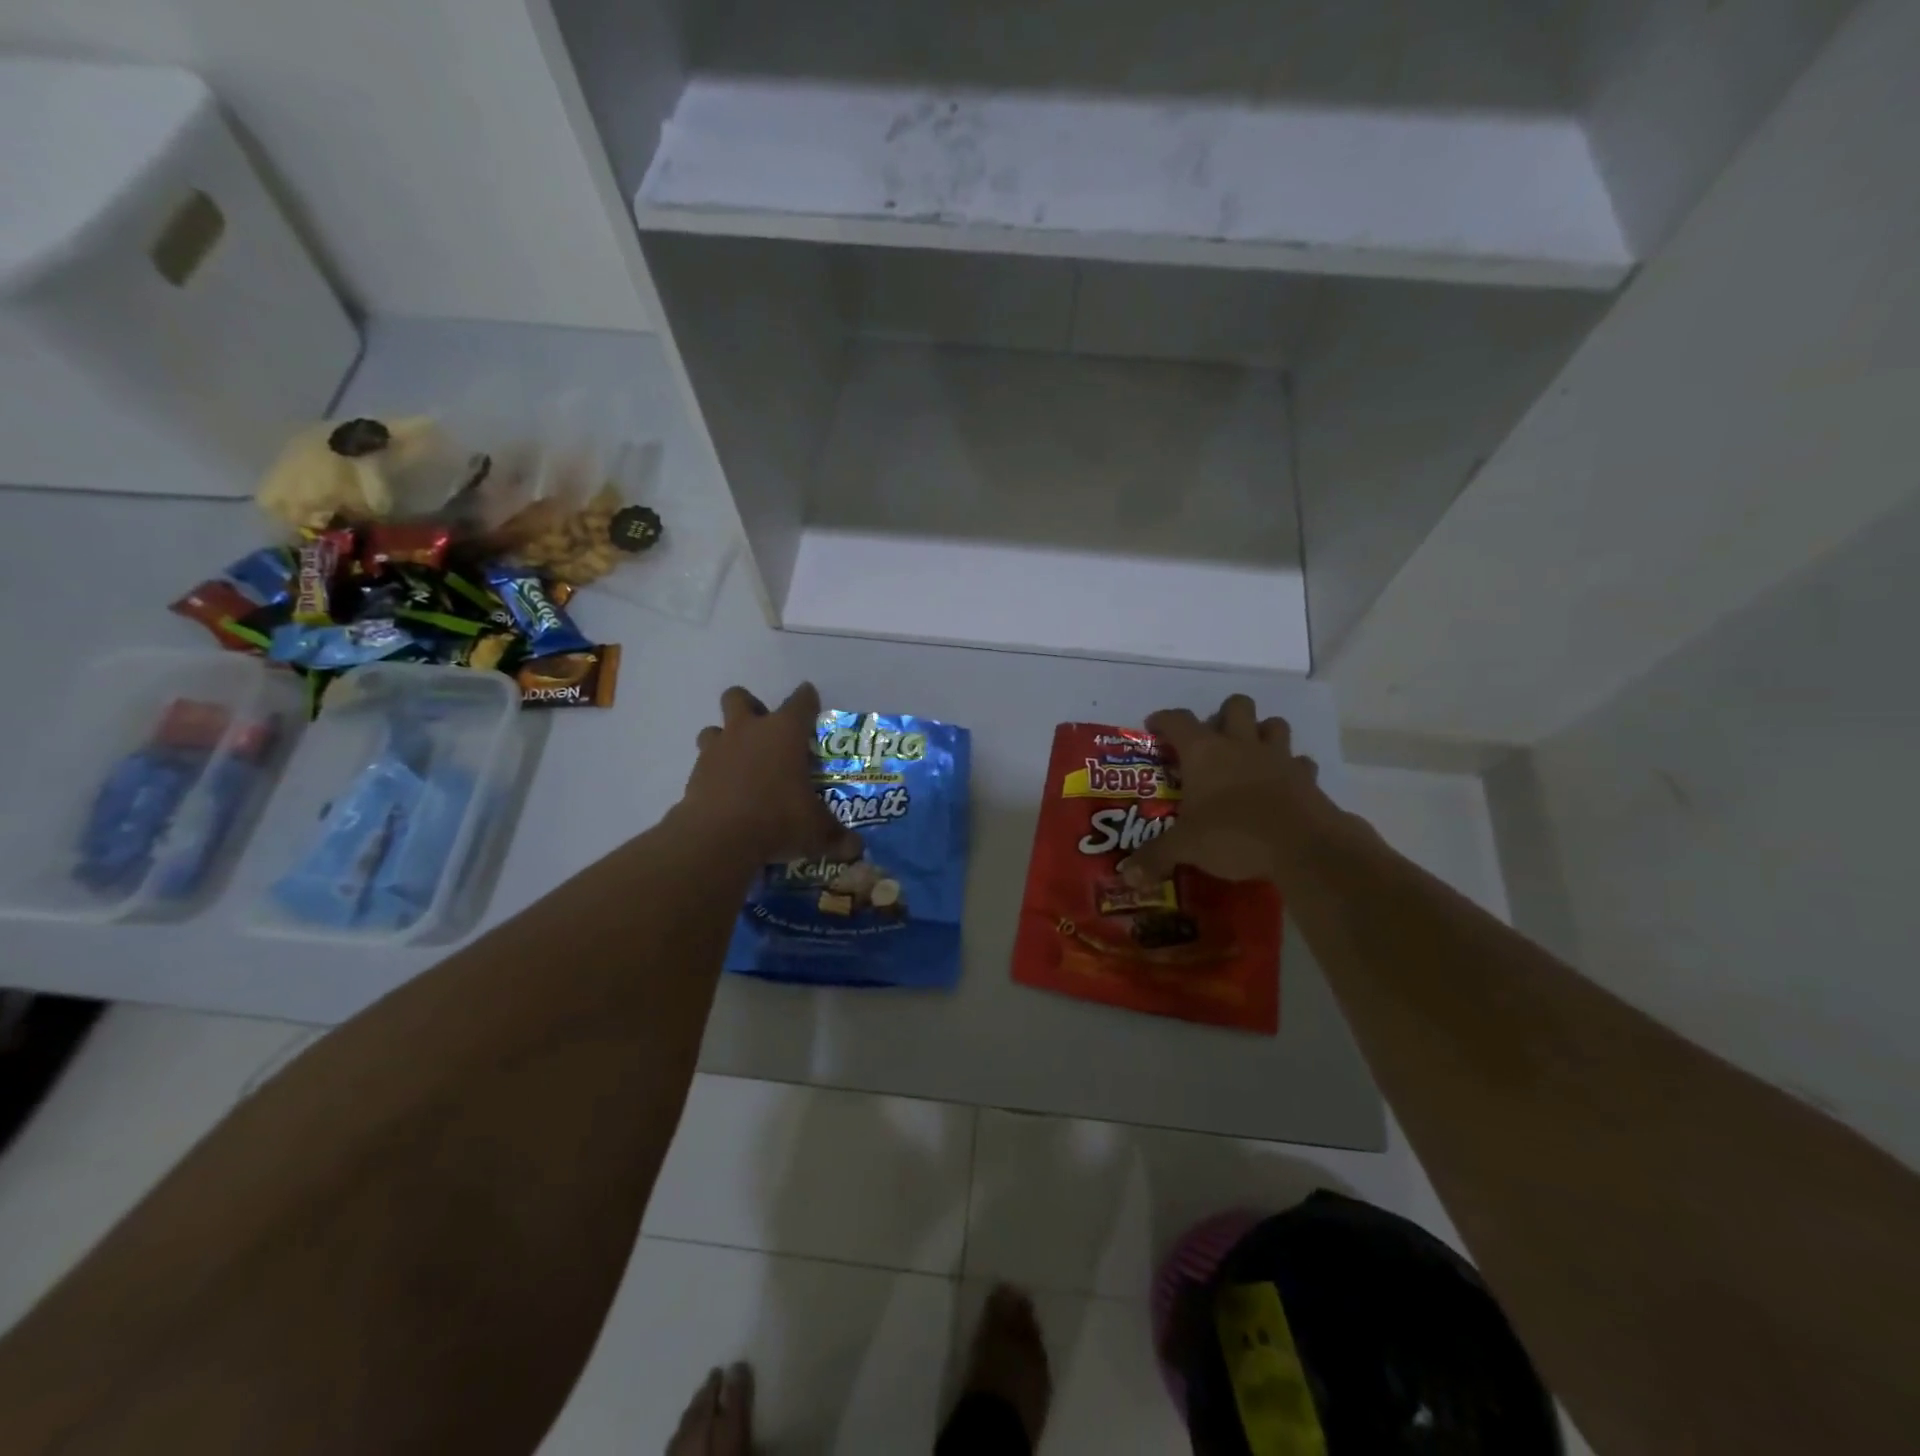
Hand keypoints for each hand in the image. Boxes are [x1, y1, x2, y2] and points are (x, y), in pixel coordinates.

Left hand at [680, 683, 862, 863]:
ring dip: (725, 739)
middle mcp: (749, 731)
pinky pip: (703, 764)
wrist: (718, 838)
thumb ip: (836, 836)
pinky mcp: (695, 774)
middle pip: (739, 698)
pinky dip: (713, 774)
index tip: (810, 701)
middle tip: (765, 733)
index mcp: (786, 732)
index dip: (807, 699)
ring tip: (740, 764)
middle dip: (750, 707)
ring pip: (714, 729)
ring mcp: (717, 750)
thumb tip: (855, 849)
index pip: (801, 701)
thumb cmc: (778, 819)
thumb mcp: (816, 831)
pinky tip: (725, 794)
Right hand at [1119, 695, 1347, 886]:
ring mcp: (1278, 757)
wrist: (1302, 846)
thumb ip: (1155, 857)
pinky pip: (1300, 761)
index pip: (1177, 721)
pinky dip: (1291, 768)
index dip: (1163, 719)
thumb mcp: (1185, 848)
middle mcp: (1240, 744)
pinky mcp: (1306, 777)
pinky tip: (1282, 784)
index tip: (1153, 726)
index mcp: (1204, 752)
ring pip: (1273, 724)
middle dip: (1223, 716)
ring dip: (1261, 732)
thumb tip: (1126, 876)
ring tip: (1250, 754)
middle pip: (1235, 705)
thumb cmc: (1233, 835)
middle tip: (1212, 741)